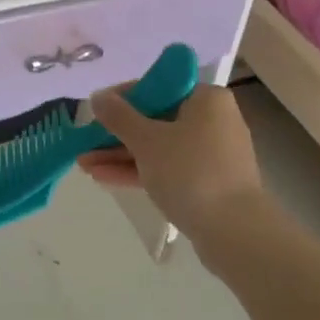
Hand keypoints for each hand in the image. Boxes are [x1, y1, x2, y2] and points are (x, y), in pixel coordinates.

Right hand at [76, 84, 262, 242]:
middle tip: (85, 142)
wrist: (235, 232)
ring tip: (84, 164)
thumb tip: (98, 96)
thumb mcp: (148, 140)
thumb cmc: (191, 172)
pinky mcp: (206, 183)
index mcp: (206, 99)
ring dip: (121, 154)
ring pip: (158, 147)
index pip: (158, 87)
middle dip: (116, 133)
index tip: (96, 111)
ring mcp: (210, 155)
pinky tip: (102, 178)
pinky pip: (166, 169)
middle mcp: (212, 121)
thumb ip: (119, 116)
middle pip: (156, 119)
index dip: (123, 98)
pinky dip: (138, 171)